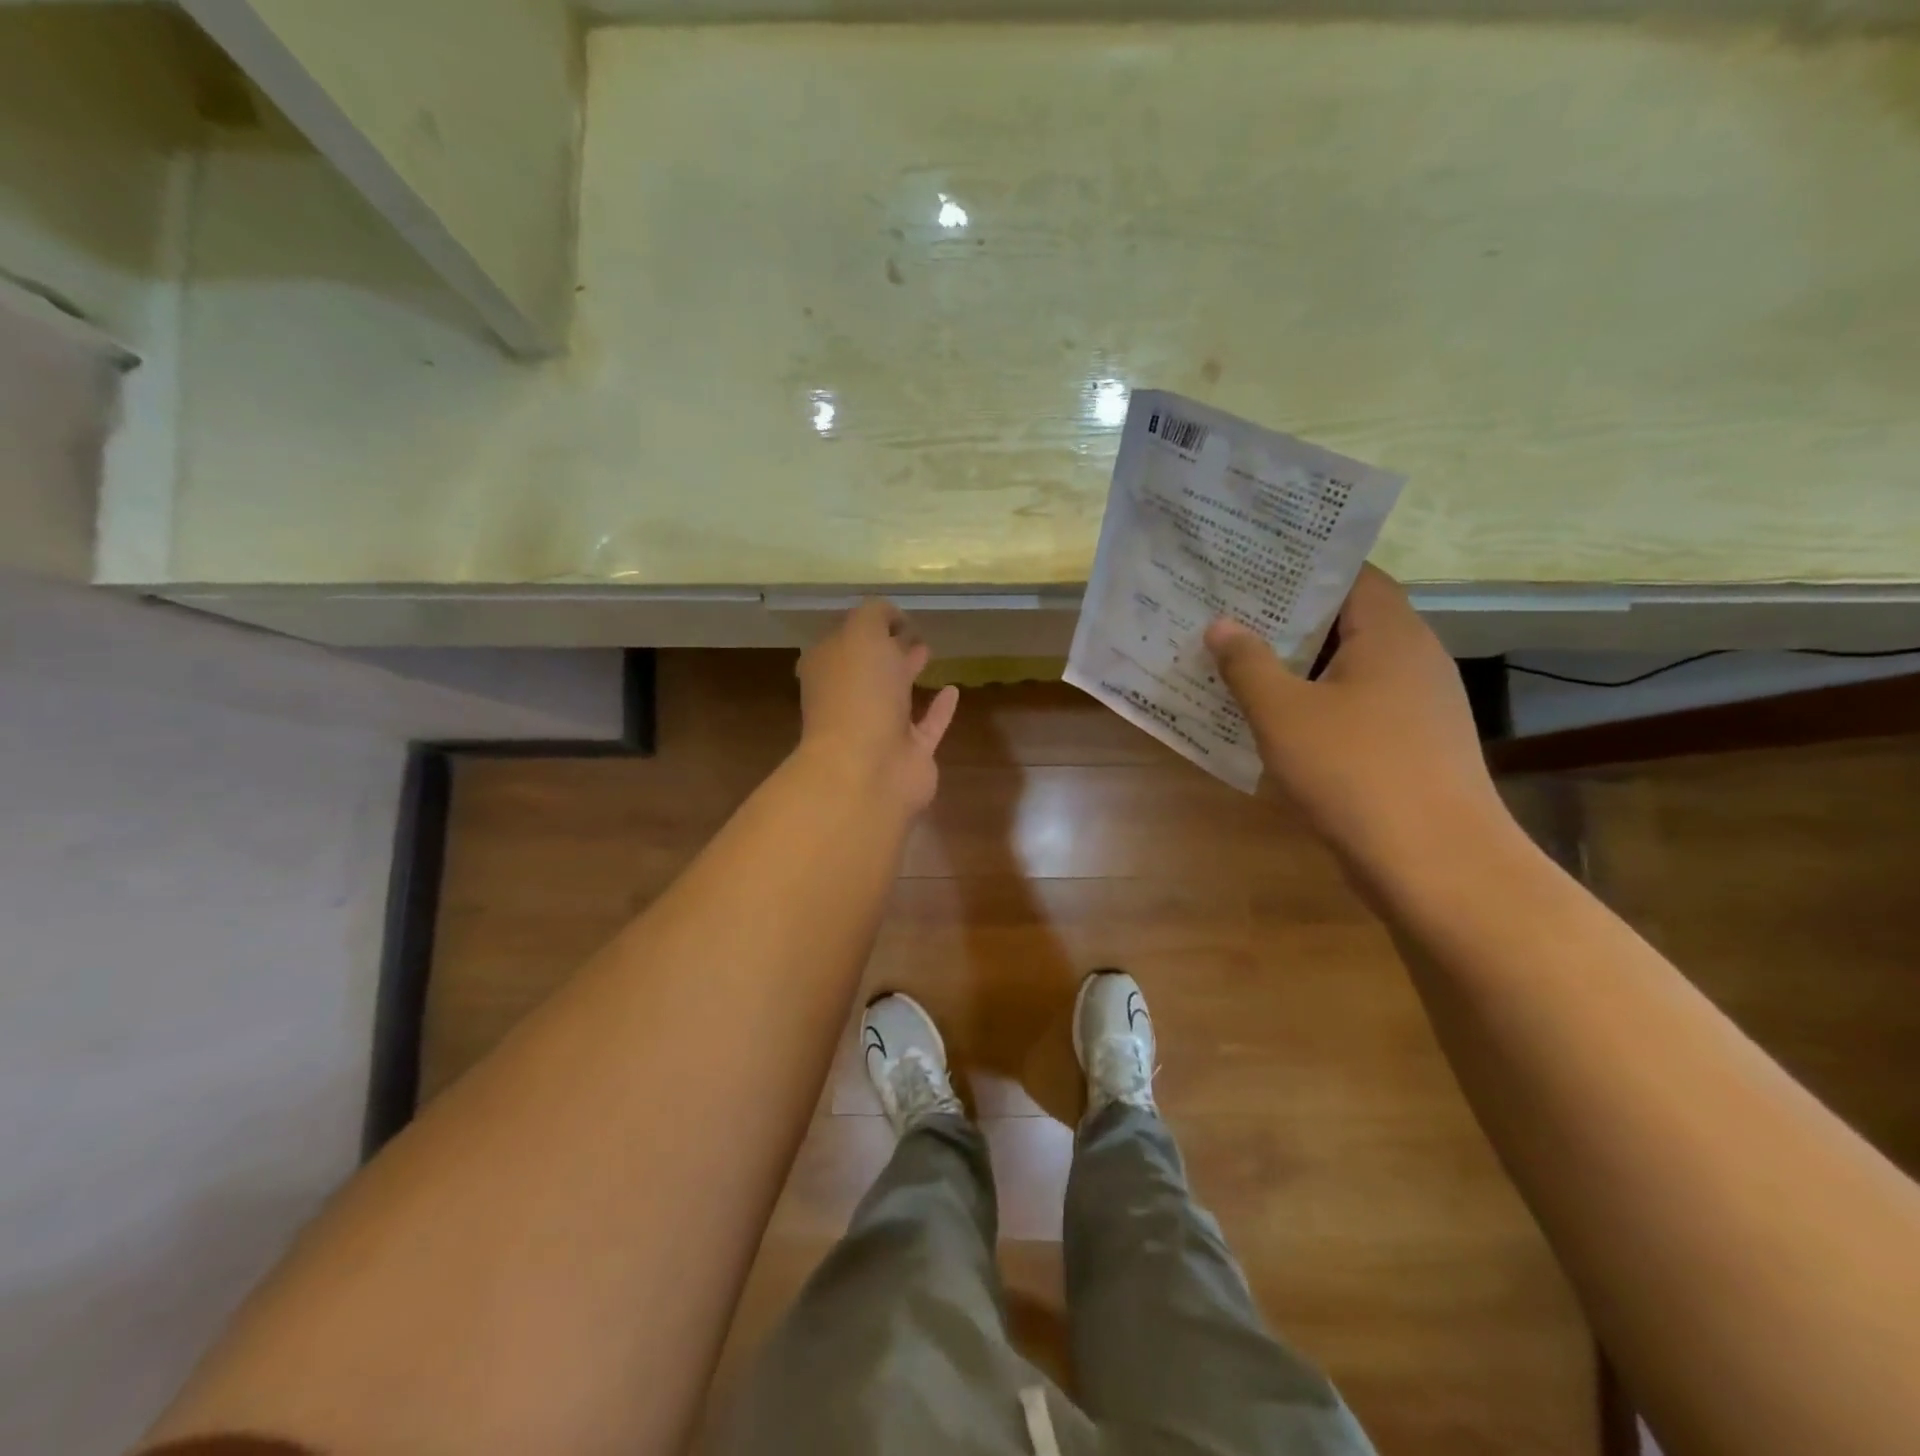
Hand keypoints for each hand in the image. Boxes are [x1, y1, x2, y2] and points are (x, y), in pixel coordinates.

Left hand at [796, 599, 959, 812]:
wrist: (868, 769)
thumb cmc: (858, 693)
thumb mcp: (861, 633)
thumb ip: (875, 615)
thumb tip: (891, 616)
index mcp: (828, 669)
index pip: (844, 640)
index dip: (867, 625)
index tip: (895, 614)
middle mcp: (848, 699)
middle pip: (868, 668)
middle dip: (886, 648)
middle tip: (912, 630)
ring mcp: (878, 729)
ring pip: (895, 696)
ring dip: (908, 674)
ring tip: (928, 651)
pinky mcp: (909, 754)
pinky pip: (927, 725)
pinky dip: (939, 709)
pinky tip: (953, 690)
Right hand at [1204, 565, 1505, 869]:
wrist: (1436, 864)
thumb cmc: (1355, 772)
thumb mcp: (1283, 713)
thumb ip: (1248, 664)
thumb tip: (1221, 624)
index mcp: (1390, 633)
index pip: (1352, 573)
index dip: (1303, 564)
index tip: (1251, 564)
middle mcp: (1413, 658)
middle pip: (1347, 619)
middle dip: (1287, 617)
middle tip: (1228, 612)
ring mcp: (1417, 705)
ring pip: (1348, 667)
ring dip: (1298, 665)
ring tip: (1239, 660)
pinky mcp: (1411, 745)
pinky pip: (1356, 706)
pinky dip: (1316, 703)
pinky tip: (1274, 719)